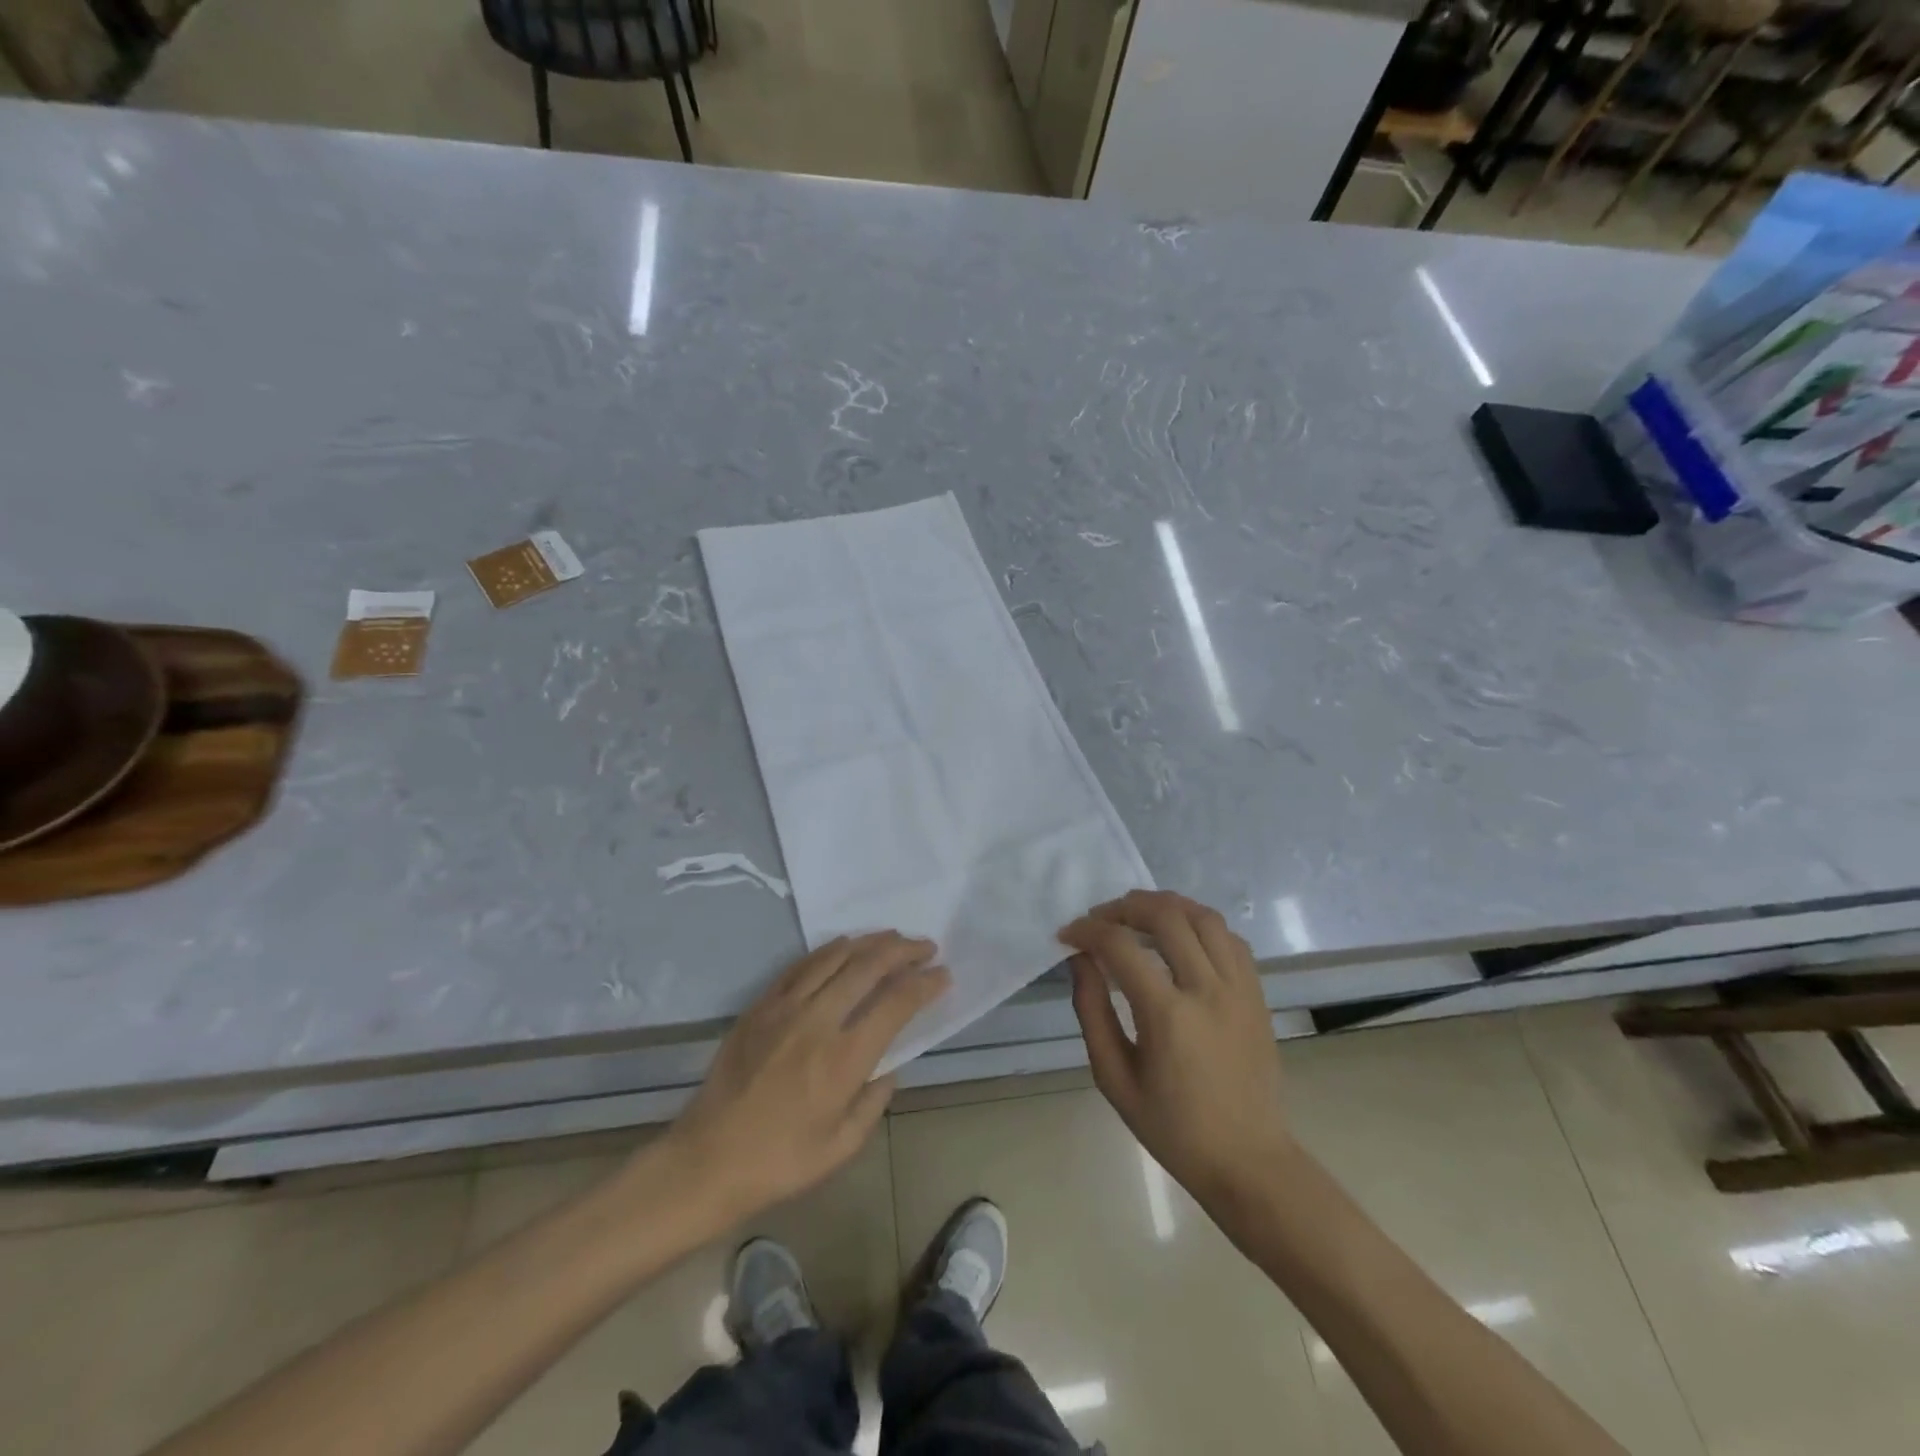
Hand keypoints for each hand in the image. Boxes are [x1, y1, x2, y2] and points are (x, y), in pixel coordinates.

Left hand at [664, 933, 948, 1221]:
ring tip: (892, 937)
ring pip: (835, 957)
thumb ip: (874, 1102)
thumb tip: (889, 1067)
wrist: (708, 1159)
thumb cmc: (781, 1161)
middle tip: (926, 947)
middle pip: (869, 967)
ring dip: (870, 942)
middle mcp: (818, 1021)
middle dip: (904, 951)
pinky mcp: (761, 1005)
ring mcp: (786, 1007)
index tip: (943, 975)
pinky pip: (801, 965)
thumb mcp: (842, 1146)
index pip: (896, 1004)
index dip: (925, 984)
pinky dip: (829, 950)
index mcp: (844, 1059)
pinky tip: (844, 946)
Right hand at [1060, 891, 1291, 1209]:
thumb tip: (1080, 960)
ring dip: (1165, 905)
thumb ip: (1093, 1011)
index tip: (1068, 935)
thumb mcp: (1114, 1078)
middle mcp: (1208, 990)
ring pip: (1203, 917)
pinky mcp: (1257, 993)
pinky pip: (1230, 938)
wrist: (1247, 1160)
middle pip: (1166, 916)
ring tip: (1138, 915)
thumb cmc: (1172, 1127)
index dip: (1088, 931)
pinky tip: (1180, 936)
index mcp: (1168, 1016)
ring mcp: (1239, 988)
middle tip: (1100, 919)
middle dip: (1124, 906)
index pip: (1121, 947)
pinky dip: (1200, 924)